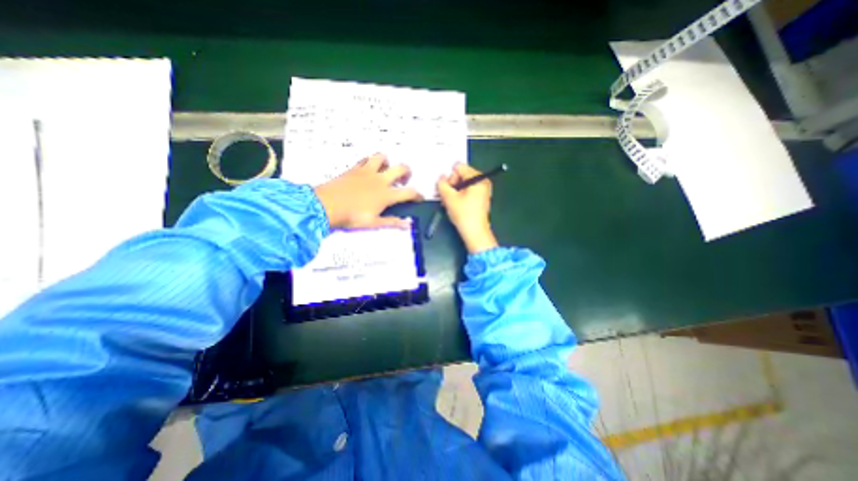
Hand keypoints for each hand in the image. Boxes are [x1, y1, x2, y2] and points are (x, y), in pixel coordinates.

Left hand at [315, 153, 422, 227]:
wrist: (326, 205)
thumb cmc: (352, 216)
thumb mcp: (374, 223)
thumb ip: (392, 222)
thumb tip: (408, 225)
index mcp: (386, 195)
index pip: (409, 192)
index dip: (418, 195)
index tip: (420, 198)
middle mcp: (380, 180)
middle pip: (401, 168)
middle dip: (407, 172)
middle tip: (404, 180)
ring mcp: (367, 172)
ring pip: (382, 157)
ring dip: (388, 162)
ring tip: (386, 170)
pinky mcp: (355, 168)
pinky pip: (366, 159)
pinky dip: (370, 162)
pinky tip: (368, 170)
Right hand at [439, 163, 499, 253]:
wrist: (475, 233)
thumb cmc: (464, 215)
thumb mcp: (449, 198)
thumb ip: (442, 184)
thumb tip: (441, 178)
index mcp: (478, 178)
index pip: (459, 167)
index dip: (450, 177)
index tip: (448, 190)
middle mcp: (483, 181)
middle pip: (462, 174)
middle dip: (452, 185)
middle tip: (448, 197)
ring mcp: (483, 190)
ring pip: (463, 184)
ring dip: (455, 191)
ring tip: (451, 203)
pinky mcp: (481, 198)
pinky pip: (468, 191)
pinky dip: (460, 196)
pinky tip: (457, 205)